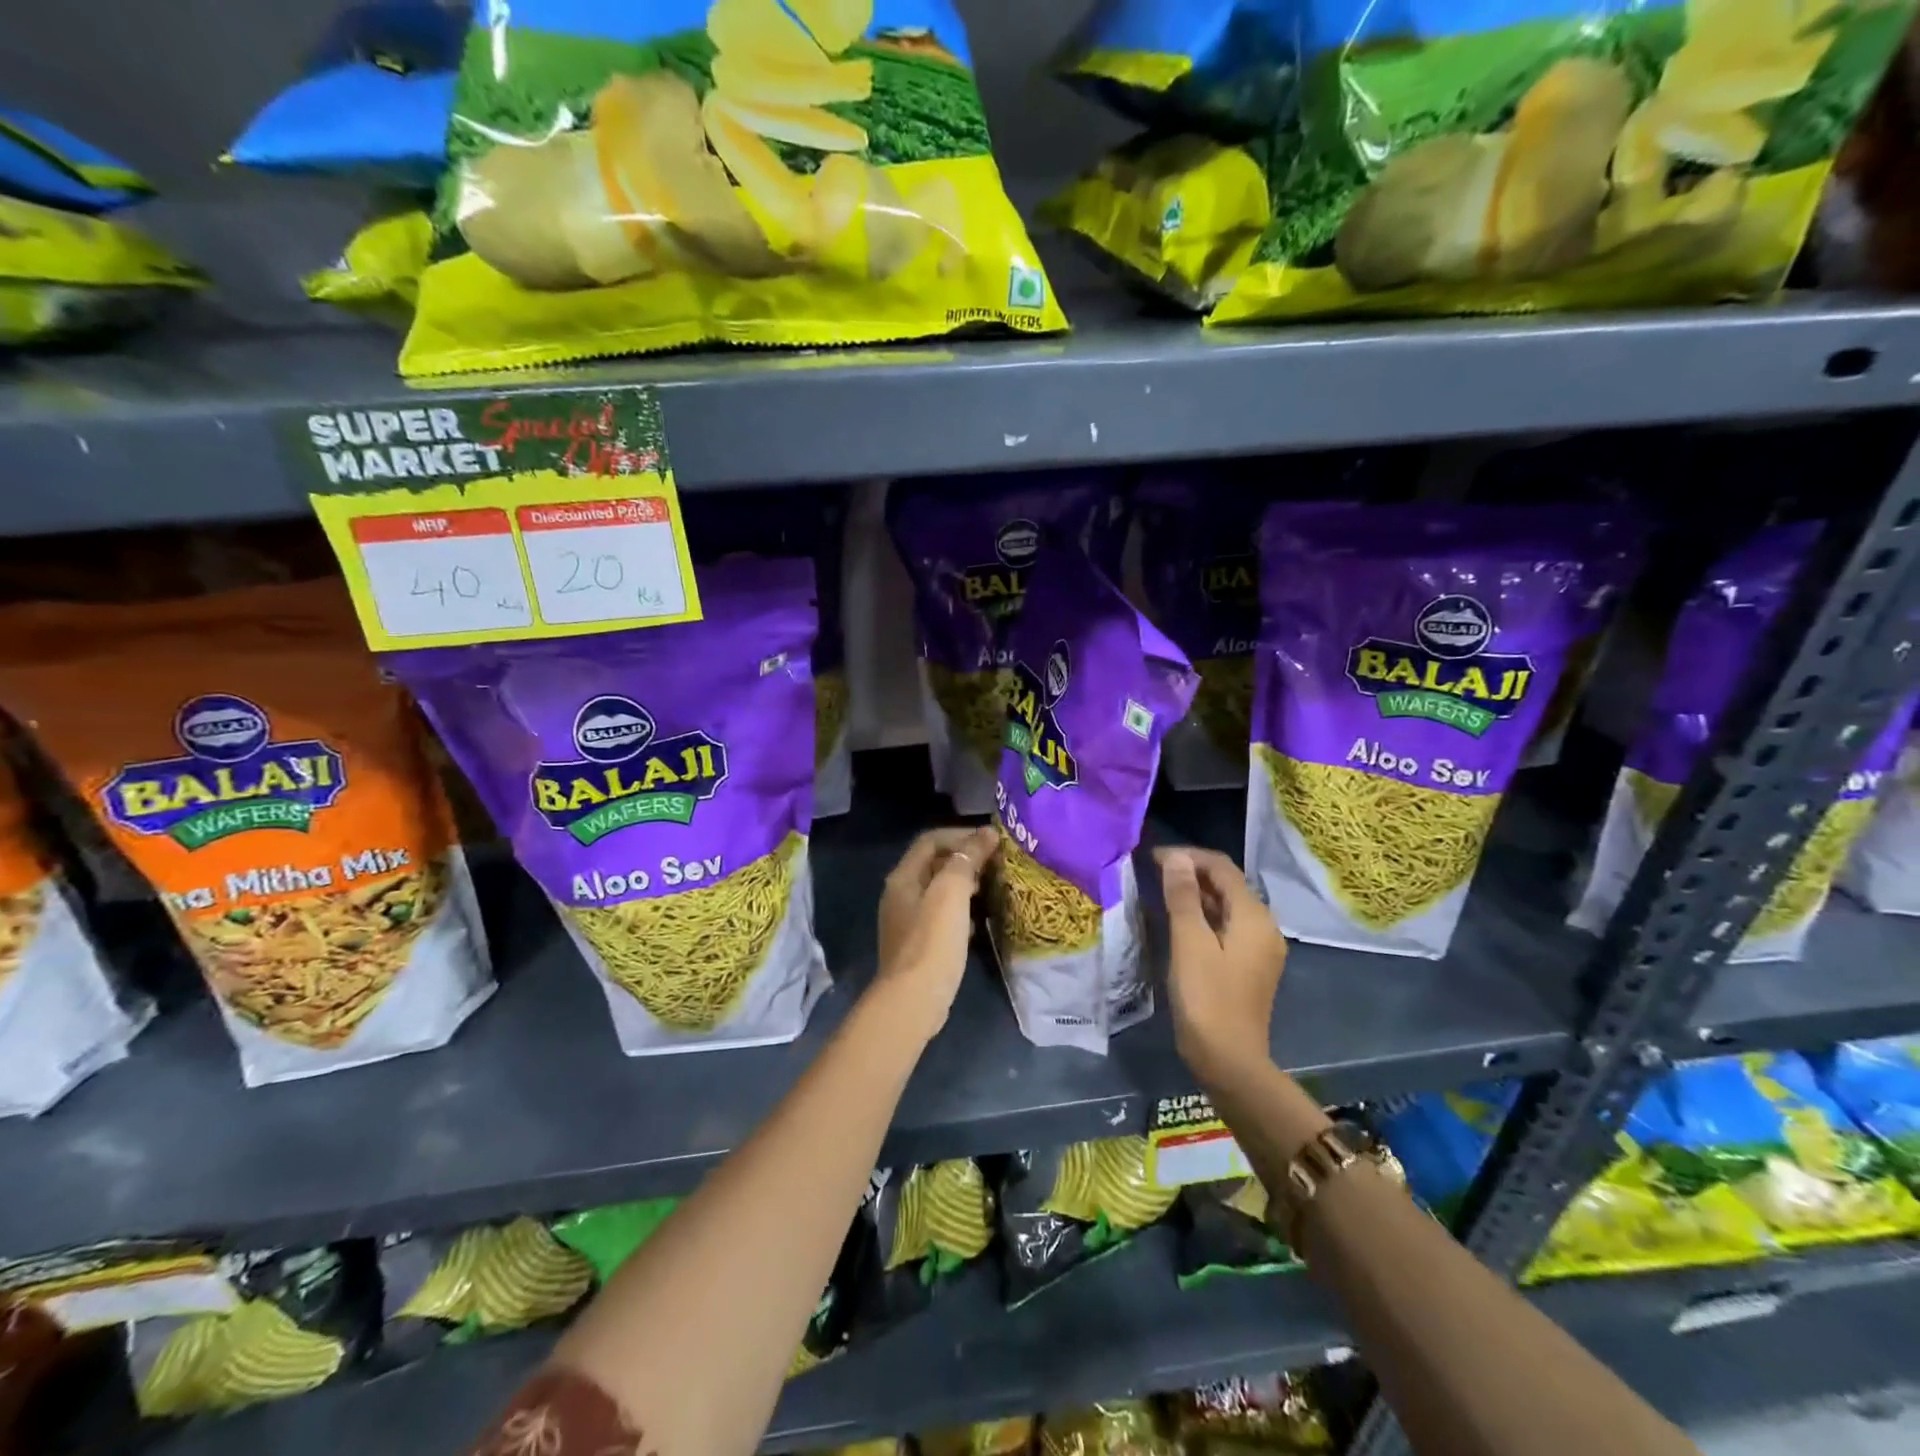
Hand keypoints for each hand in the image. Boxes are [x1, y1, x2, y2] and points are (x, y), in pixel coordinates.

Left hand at [874, 826, 999, 1042]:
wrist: (913, 1000)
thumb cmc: (932, 941)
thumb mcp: (952, 893)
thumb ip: (967, 859)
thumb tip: (986, 833)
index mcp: (903, 877)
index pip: (931, 840)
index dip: (960, 835)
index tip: (991, 842)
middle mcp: (901, 894)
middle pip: (934, 864)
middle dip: (965, 859)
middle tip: (996, 864)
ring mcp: (908, 921)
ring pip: (939, 891)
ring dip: (965, 884)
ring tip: (992, 887)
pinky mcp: (919, 945)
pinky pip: (941, 916)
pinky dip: (961, 911)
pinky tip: (979, 921)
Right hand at [1157, 846, 1285, 1085]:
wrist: (1229, 1061)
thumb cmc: (1207, 997)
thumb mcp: (1189, 942)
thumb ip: (1183, 897)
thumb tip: (1177, 858)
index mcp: (1254, 916)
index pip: (1222, 868)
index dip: (1188, 856)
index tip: (1152, 857)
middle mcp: (1264, 927)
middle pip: (1228, 884)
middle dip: (1192, 872)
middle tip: (1152, 872)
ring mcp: (1259, 948)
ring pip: (1226, 906)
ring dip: (1196, 894)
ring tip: (1160, 891)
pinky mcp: (1249, 965)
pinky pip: (1226, 926)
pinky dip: (1203, 916)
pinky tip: (1178, 921)